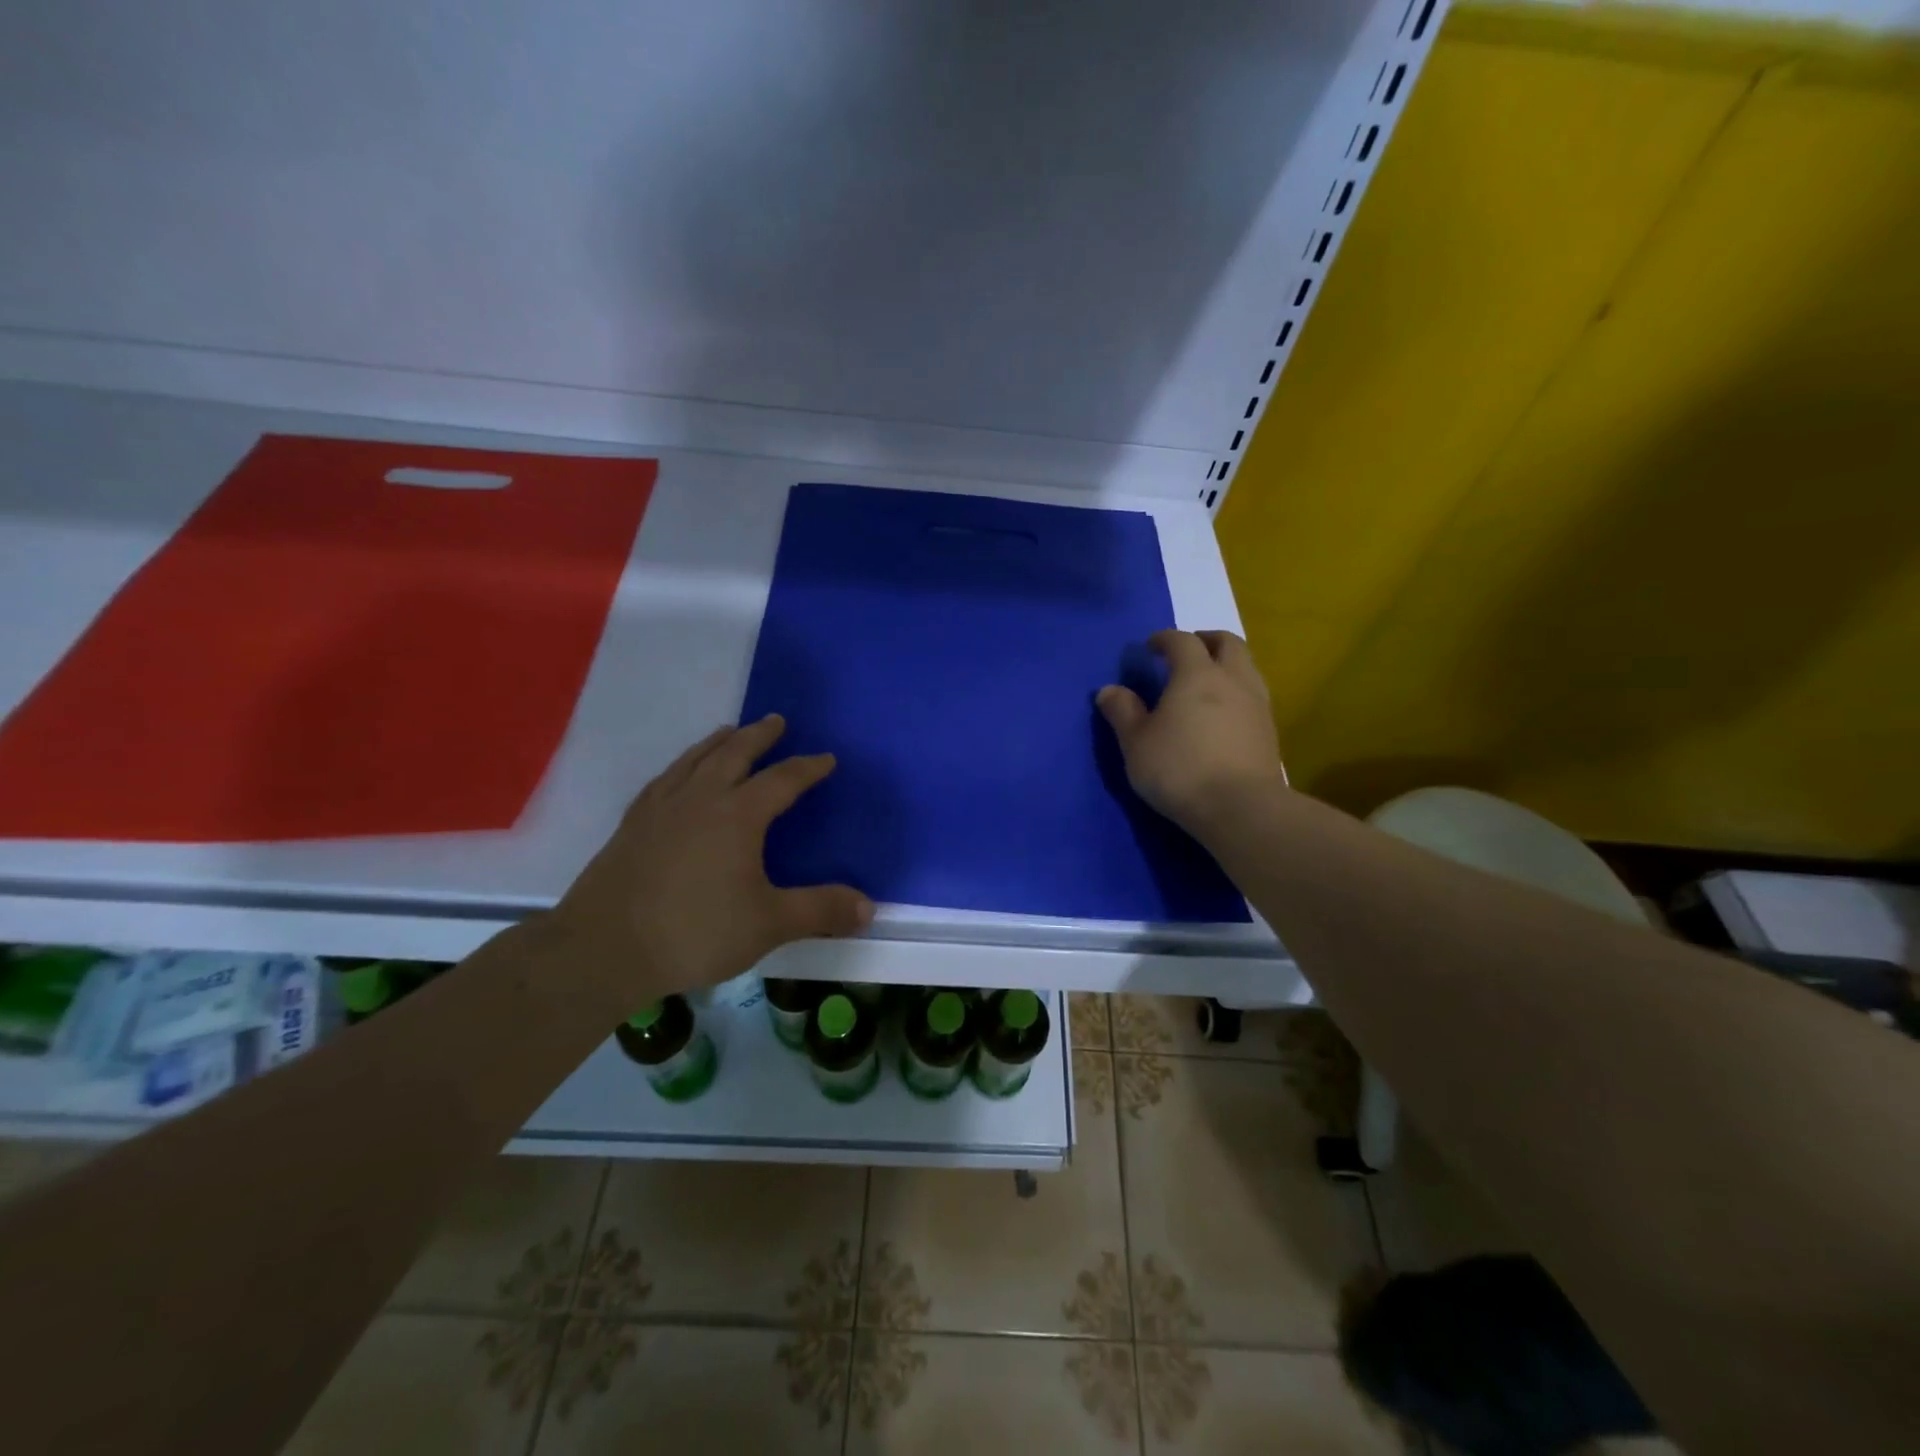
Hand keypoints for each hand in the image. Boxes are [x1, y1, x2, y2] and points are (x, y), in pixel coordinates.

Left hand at [550, 715, 872, 1005]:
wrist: (604, 948)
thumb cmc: (694, 932)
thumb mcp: (768, 924)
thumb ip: (819, 911)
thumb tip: (869, 906)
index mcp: (738, 815)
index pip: (782, 780)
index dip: (808, 768)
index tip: (827, 758)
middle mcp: (700, 798)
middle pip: (735, 753)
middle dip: (760, 736)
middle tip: (776, 720)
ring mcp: (661, 807)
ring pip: (695, 759)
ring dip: (718, 742)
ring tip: (730, 732)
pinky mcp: (633, 823)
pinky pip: (665, 778)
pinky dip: (682, 765)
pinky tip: (679, 774)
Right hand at [1096, 629, 1285, 833]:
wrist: (1241, 808)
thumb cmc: (1179, 769)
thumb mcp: (1136, 743)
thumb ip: (1123, 712)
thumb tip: (1109, 690)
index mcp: (1197, 675)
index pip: (1182, 641)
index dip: (1165, 639)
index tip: (1151, 647)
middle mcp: (1233, 679)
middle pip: (1228, 643)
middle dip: (1205, 640)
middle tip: (1186, 652)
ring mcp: (1257, 704)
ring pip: (1247, 667)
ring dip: (1226, 664)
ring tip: (1206, 682)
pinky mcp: (1269, 730)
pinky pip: (1254, 694)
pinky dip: (1237, 691)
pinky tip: (1223, 713)